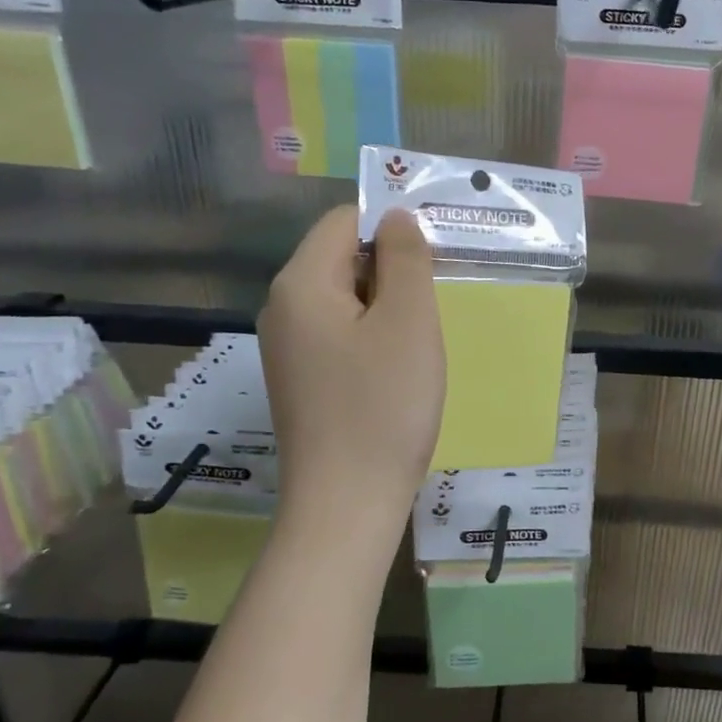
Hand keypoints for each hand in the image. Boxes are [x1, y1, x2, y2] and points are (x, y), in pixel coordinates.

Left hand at [259, 206, 444, 534]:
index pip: (344, 220)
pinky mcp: (302, 381)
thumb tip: (395, 217)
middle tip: (437, 298)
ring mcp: (289, 348)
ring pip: (345, 299)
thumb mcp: (408, 321)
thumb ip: (405, 257)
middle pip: (342, 258)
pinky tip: (400, 368)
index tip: (435, 255)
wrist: (346, 504)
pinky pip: (341, 335)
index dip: (391, 226)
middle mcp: (283, 308)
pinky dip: (374, 337)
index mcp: (300, 283)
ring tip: (424, 336)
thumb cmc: (383, 406)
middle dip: (392, 268)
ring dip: (388, 306)